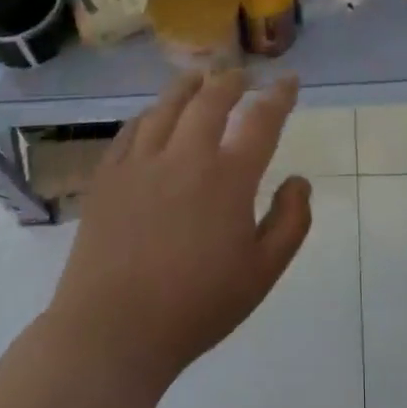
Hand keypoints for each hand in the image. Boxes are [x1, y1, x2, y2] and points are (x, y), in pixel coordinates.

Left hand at [47, 70, 312, 389]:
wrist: (113, 332)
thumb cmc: (196, 306)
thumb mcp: (263, 273)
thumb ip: (290, 222)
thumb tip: (299, 181)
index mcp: (228, 178)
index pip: (261, 119)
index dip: (279, 95)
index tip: (288, 80)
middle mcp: (185, 156)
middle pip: (211, 99)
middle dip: (232, 80)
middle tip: (242, 76)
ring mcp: (141, 162)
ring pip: (167, 105)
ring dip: (189, 86)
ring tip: (199, 78)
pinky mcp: (107, 176)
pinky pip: (130, 130)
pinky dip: (149, 114)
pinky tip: (153, 116)